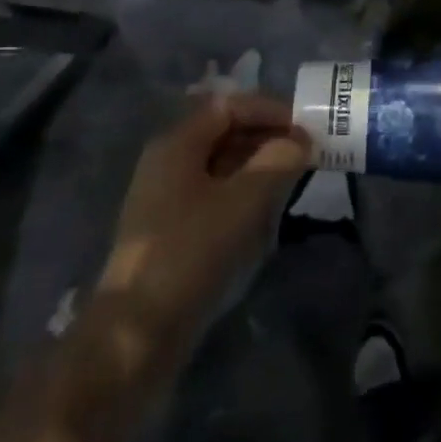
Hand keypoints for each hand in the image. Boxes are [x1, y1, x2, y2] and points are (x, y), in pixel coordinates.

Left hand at [92, 94, 310, 385]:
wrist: (134, 336)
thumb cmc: (189, 253)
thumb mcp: (242, 201)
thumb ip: (277, 161)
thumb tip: (301, 139)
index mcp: (177, 143)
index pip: (229, 105)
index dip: (269, 109)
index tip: (305, 125)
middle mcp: (169, 161)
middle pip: (224, 131)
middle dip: (267, 136)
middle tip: (306, 151)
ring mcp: (167, 198)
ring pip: (221, 164)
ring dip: (258, 164)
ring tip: (294, 177)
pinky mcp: (172, 231)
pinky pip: (215, 194)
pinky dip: (244, 192)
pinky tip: (267, 210)